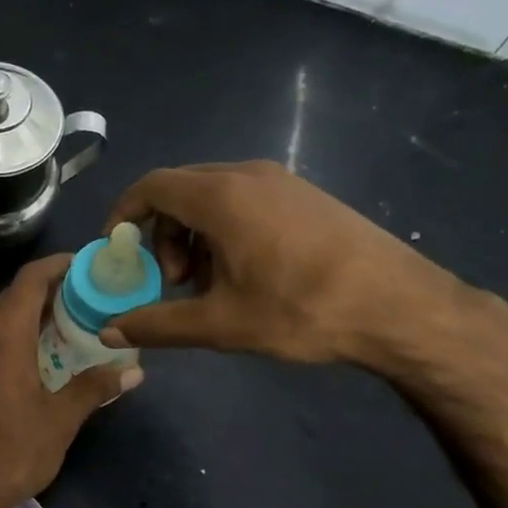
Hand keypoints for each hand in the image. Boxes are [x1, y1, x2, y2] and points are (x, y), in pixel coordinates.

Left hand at [0, 254, 137, 507]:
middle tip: (91, 299)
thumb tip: (133, 370)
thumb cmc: (11, 451)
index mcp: (4, 335)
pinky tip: (42, 359)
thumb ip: (95, 387)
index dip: (59, 265)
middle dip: (52, 292)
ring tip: (73, 327)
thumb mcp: (60, 419)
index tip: (88, 266)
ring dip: (35, 317)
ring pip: (2, 320)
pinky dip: (18, 338)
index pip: (30, 279)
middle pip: (16, 297)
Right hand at [102, 161, 468, 368]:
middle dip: (161, 234)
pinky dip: (223, 230)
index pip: (152, 186)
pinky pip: (244, 200)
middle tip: (173, 282)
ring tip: (207, 284)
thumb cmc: (301, 310)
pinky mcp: (304, 195)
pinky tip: (243, 273)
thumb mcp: (220, 324)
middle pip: (180, 190)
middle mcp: (248, 175)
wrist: (399, 306)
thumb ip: (157, 324)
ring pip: (212, 196)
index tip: (116, 250)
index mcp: (222, 197)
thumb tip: (109, 332)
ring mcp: (281, 181)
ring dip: (193, 235)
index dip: (124, 214)